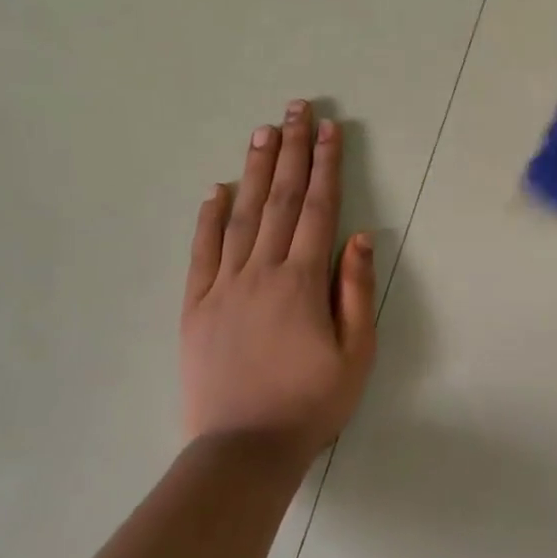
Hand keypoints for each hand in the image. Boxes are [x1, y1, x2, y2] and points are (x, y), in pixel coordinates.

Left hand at [180, 100, 376, 459]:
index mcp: (303, 282)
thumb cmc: (312, 402)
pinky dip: (209, 217)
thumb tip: (361, 236)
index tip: (329, 129)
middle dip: (291, 151)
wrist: (244, 449)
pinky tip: (217, 189)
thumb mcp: (357, 353)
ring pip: (241, 215)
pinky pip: (202, 252)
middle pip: (280, 200)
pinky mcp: (196, 306)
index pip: (318, 209)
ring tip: (262, 131)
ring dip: (255, 170)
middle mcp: (262, 272)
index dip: (325, 166)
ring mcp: (224, 286)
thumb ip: (357, 291)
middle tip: (295, 109)